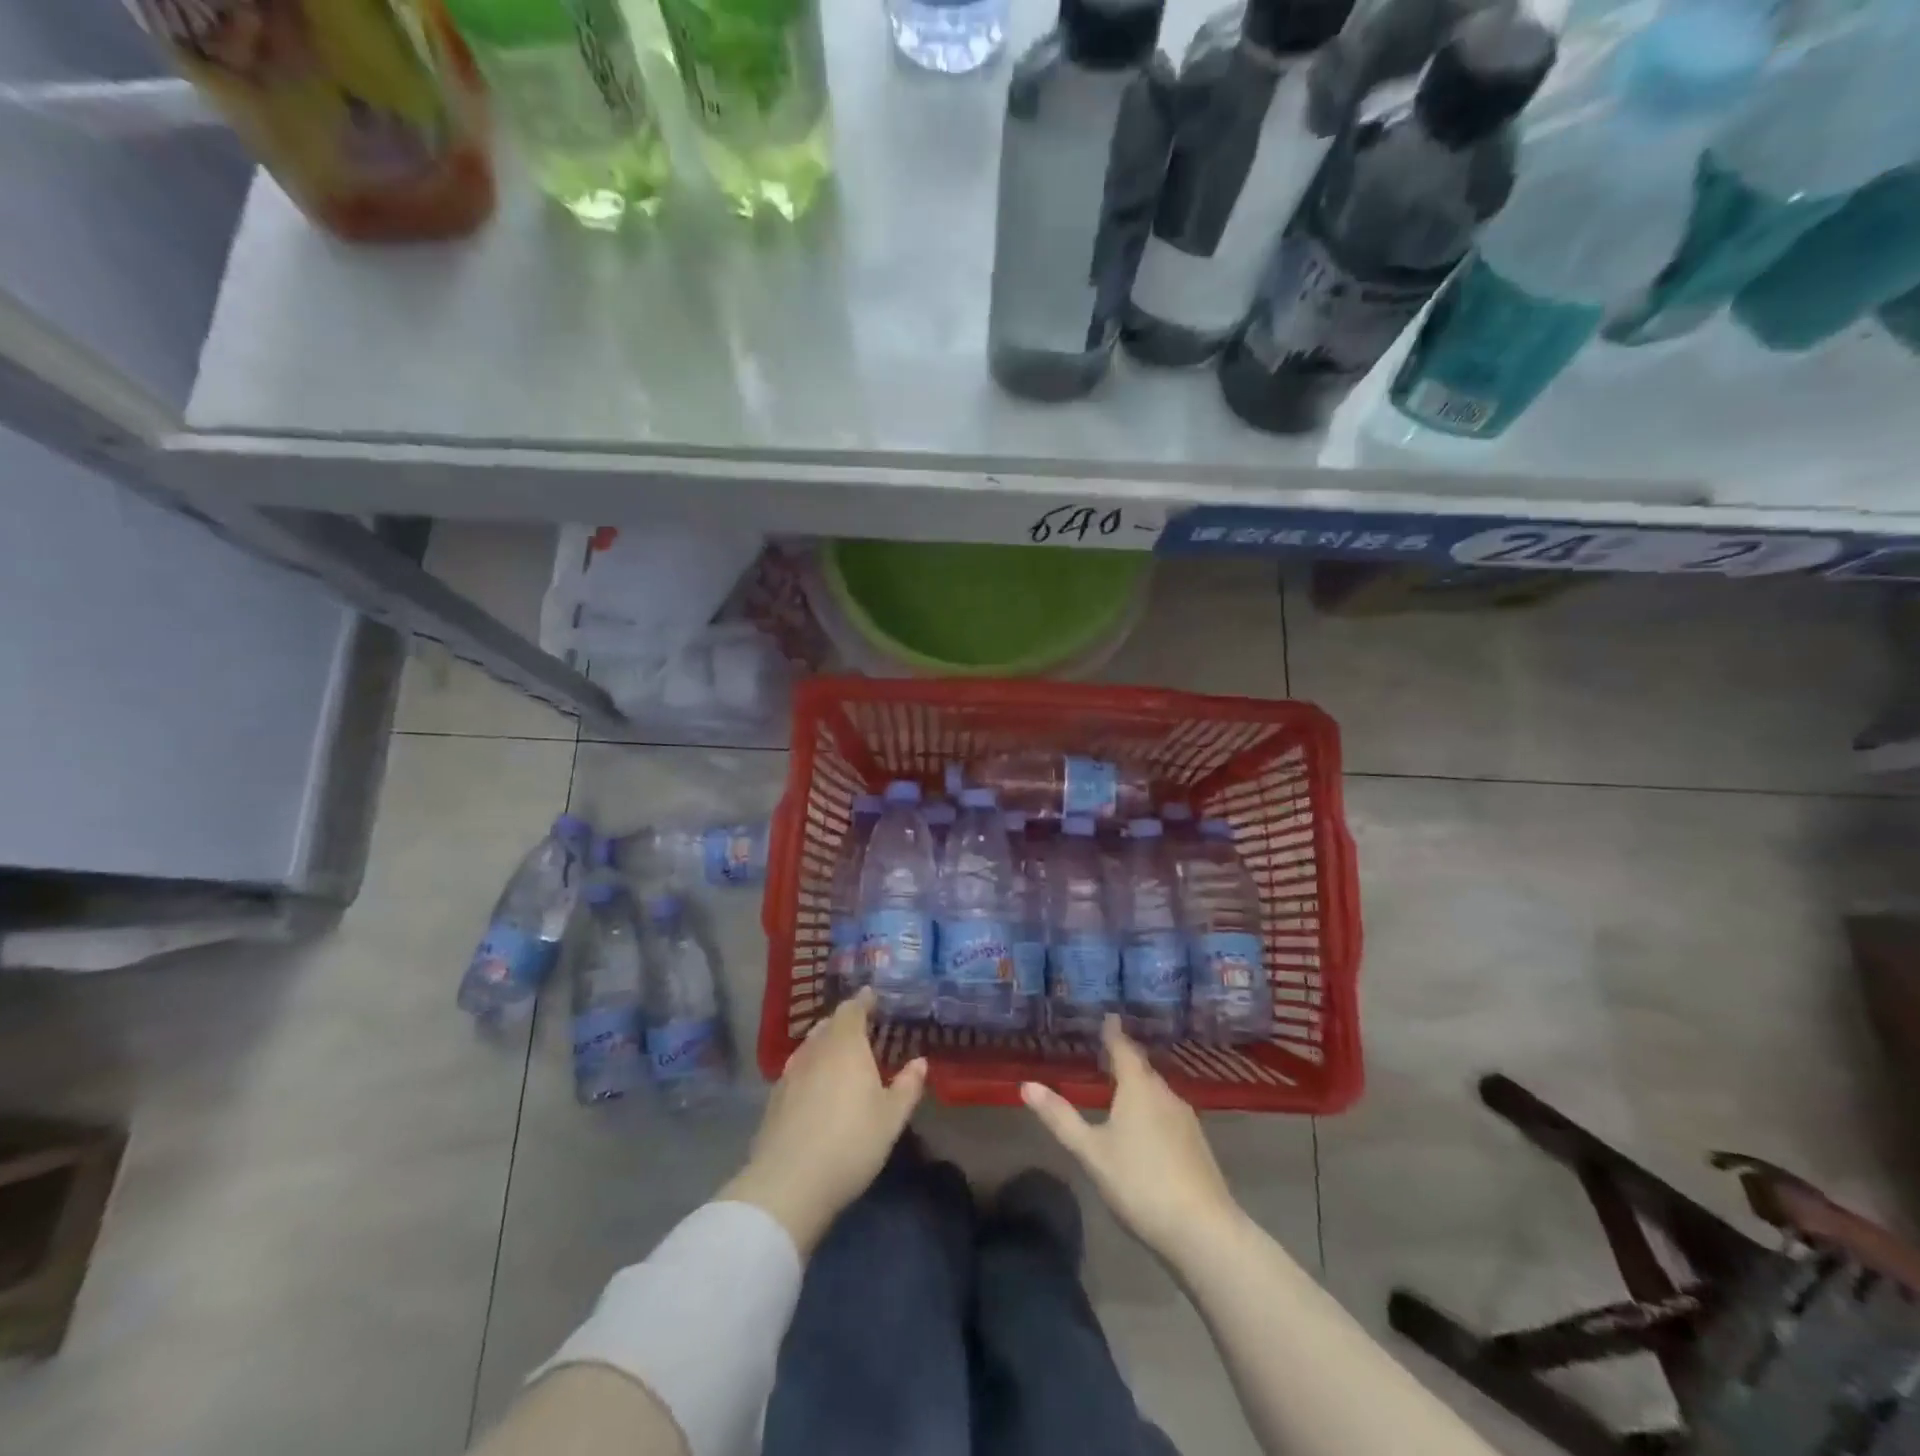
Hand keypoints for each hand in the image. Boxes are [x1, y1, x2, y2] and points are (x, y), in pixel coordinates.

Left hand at [721, 988, 926, 1254]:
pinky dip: (810, 1067)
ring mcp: (790, 1073)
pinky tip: (816, 1086)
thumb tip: (920, 1062)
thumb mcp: (891, 1118)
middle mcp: (815, 1050)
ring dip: (825, 1043)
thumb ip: (907, 1086)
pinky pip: (797, 1069)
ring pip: (810, 1046)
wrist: (789, 1183)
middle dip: (845, 1021)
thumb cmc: (850, 1142)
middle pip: (828, 1025)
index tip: (873, 996)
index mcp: (845, 1045)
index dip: (863, 1001)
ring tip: (840, 1053)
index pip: (852, 1009)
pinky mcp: (774, 1098)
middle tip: (862, 1026)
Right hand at [1022, 1016, 1238, 1258]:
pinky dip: (1152, 1107)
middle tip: (1107, 1050)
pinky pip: (1168, 1111)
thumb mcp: (1091, 1151)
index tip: (1109, 1017)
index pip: (1124, 1049)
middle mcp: (1165, 1094)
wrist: (1203, 1231)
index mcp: (1139, 1088)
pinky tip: (1145, 1125)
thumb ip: (1060, 1118)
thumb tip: (1026, 1085)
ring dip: (1139, 1084)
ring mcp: (1186, 1120)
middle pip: (1142, 1068)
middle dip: (1125, 1058)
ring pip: (1157, 1091)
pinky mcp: (1197, 1144)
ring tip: (1122, 1085)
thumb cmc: (1140, 1183)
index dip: (1113, 1033)